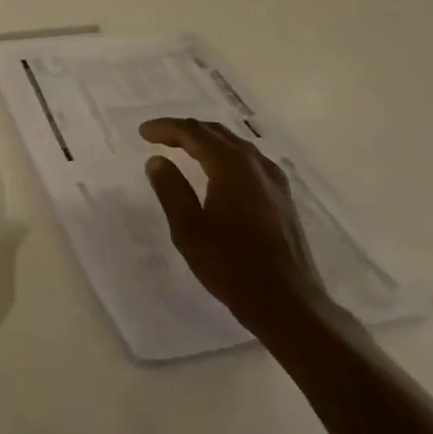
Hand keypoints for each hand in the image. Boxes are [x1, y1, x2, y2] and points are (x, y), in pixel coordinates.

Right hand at [140, 118, 331, 339]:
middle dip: (185, 131)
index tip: (143, 133)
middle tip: (159, 137)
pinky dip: (226, 155)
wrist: (289, 305)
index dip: (166, 128)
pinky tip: (220, 170)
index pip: (194, 133)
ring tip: (184, 148)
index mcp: (232, 167)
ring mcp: (275, 181)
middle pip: (217, 133)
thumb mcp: (189, 229)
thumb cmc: (232, 266)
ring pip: (236, 145)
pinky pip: (250, 161)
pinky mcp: (283, 198)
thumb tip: (157, 161)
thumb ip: (171, 189)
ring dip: (207, 141)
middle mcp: (256, 166)